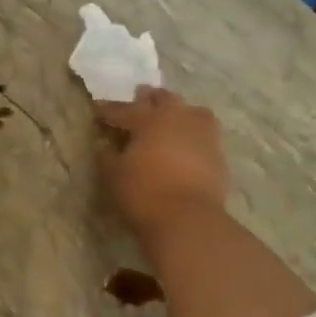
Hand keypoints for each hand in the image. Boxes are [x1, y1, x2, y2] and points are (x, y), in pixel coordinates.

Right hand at [95, 86, 228, 240]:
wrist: (188, 218)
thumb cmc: (143, 192)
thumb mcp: (114, 176)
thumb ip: (107, 157)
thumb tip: (104, 145)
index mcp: (149, 119)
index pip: (124, 110)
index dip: (108, 110)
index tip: (97, 107)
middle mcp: (179, 118)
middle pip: (164, 99)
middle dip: (149, 99)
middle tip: (140, 98)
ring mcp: (203, 134)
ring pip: (192, 111)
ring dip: (178, 111)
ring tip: (171, 117)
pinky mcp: (218, 154)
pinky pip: (203, 134)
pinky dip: (192, 134)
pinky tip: (185, 144)